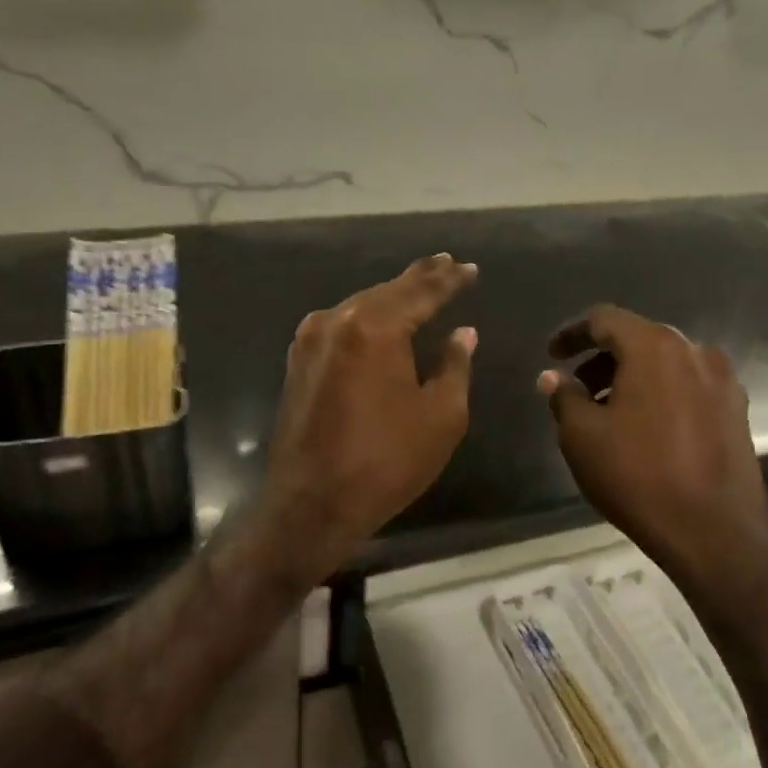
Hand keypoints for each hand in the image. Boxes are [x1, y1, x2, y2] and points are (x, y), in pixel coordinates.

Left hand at [260, 255, 477, 575]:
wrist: (311, 504)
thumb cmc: (386, 461)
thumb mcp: (440, 416)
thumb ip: (454, 365)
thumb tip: (463, 333)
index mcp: (375, 329)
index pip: (422, 292)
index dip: (449, 280)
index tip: (469, 268)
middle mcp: (338, 321)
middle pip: (387, 291)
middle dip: (420, 278)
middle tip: (446, 264)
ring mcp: (311, 340)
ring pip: (360, 304)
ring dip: (391, 296)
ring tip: (420, 286)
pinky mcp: (298, 361)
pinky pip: (340, 324)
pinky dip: (366, 317)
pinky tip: (379, 317)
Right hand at [539, 305, 767, 585]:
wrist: (714, 532)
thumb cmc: (639, 476)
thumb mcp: (583, 437)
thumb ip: (564, 397)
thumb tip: (553, 378)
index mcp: (655, 348)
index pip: (604, 320)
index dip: (572, 334)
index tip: (551, 355)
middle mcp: (695, 352)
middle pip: (638, 339)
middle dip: (602, 360)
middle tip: (577, 389)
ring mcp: (723, 381)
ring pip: (666, 365)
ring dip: (632, 378)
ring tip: (608, 414)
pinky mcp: (737, 411)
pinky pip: (689, 387)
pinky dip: (661, 395)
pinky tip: (646, 429)